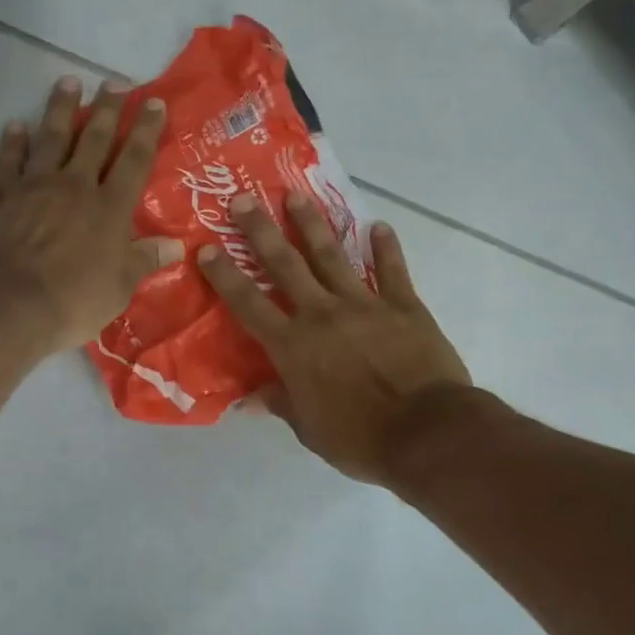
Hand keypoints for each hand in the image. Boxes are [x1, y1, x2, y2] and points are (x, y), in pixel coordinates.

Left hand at [0, 76, 183, 356]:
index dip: (146, 130)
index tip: (154, 103)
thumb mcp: (119, 288)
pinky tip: (16, 125)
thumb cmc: (70, 300)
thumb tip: (177, 245)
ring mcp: (35, 185)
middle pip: (95, 138)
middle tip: (117, 82)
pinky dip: (13, 141)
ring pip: (52, 137)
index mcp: (109, 208)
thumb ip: (145, 261)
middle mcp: (75, 186)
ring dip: (61, 108)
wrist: (3, 302)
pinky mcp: (0, 194)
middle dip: (108, 108)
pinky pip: (9, 159)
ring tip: (69, 82)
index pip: (134, 160)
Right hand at [200, 191, 471, 485]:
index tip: (206, 248)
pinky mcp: (403, 306)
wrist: (427, 432)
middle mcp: (322, 314)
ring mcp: (364, 304)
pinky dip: (386, 248)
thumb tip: (250, 398)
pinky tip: (379, 226)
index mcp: (293, 346)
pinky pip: (393, 270)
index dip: (225, 276)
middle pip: (285, 264)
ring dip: (312, 224)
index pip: (248, 304)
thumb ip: (282, 403)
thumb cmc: (361, 438)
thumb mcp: (310, 430)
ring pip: (332, 256)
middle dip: (260, 230)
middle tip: (243, 199)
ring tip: (296, 195)